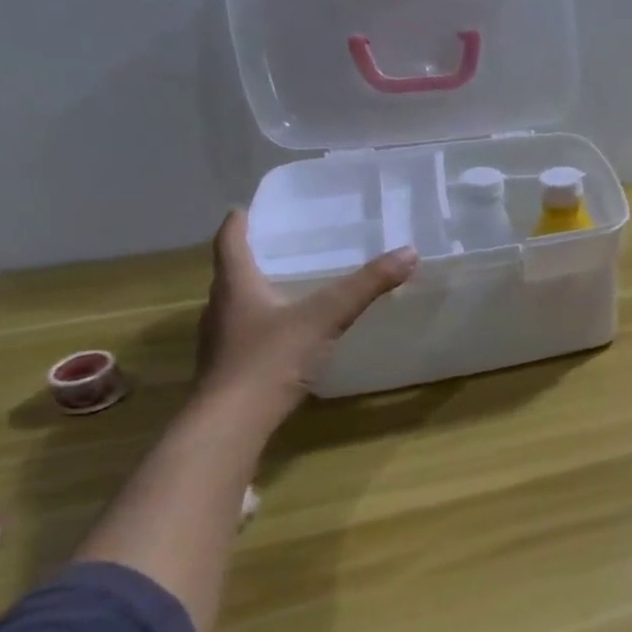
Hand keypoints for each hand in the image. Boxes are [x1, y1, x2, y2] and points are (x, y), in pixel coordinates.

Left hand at [195, 209, 416, 420]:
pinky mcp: (231, 368)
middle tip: (284, 246)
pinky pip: (248, 334)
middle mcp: (221, 308)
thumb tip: (409, 252)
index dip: (238, 223)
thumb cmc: (271, 358)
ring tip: (292, 286)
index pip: (229, 242)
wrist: (232, 422)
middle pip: (233, 274)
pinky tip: (290, 334)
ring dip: (260, 293)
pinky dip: (267, 324)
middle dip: (255, 258)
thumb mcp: (325, 316)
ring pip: (239, 305)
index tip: (246, 208)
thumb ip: (366, 286)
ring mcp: (222, 341)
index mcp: (236, 286)